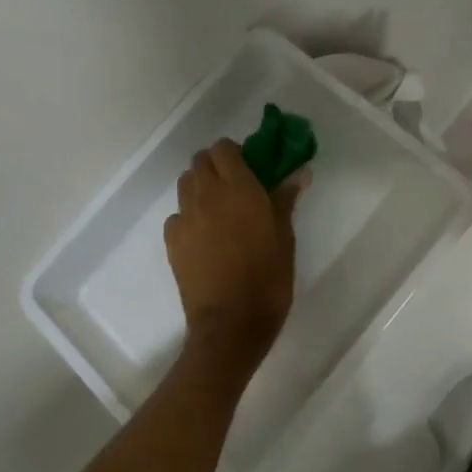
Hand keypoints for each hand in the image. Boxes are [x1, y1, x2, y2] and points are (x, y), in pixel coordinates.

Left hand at [164, 140, 304, 372]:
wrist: (232, 323)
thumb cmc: (268, 276)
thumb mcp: (285, 236)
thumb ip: (285, 198)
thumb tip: (299, 171)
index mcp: (239, 188)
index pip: (224, 148)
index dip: (234, 153)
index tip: (249, 168)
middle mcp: (207, 194)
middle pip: (200, 161)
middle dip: (215, 166)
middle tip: (234, 187)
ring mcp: (185, 217)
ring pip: (185, 183)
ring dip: (199, 186)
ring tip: (217, 209)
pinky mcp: (172, 240)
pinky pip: (176, 214)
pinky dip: (188, 215)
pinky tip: (203, 235)